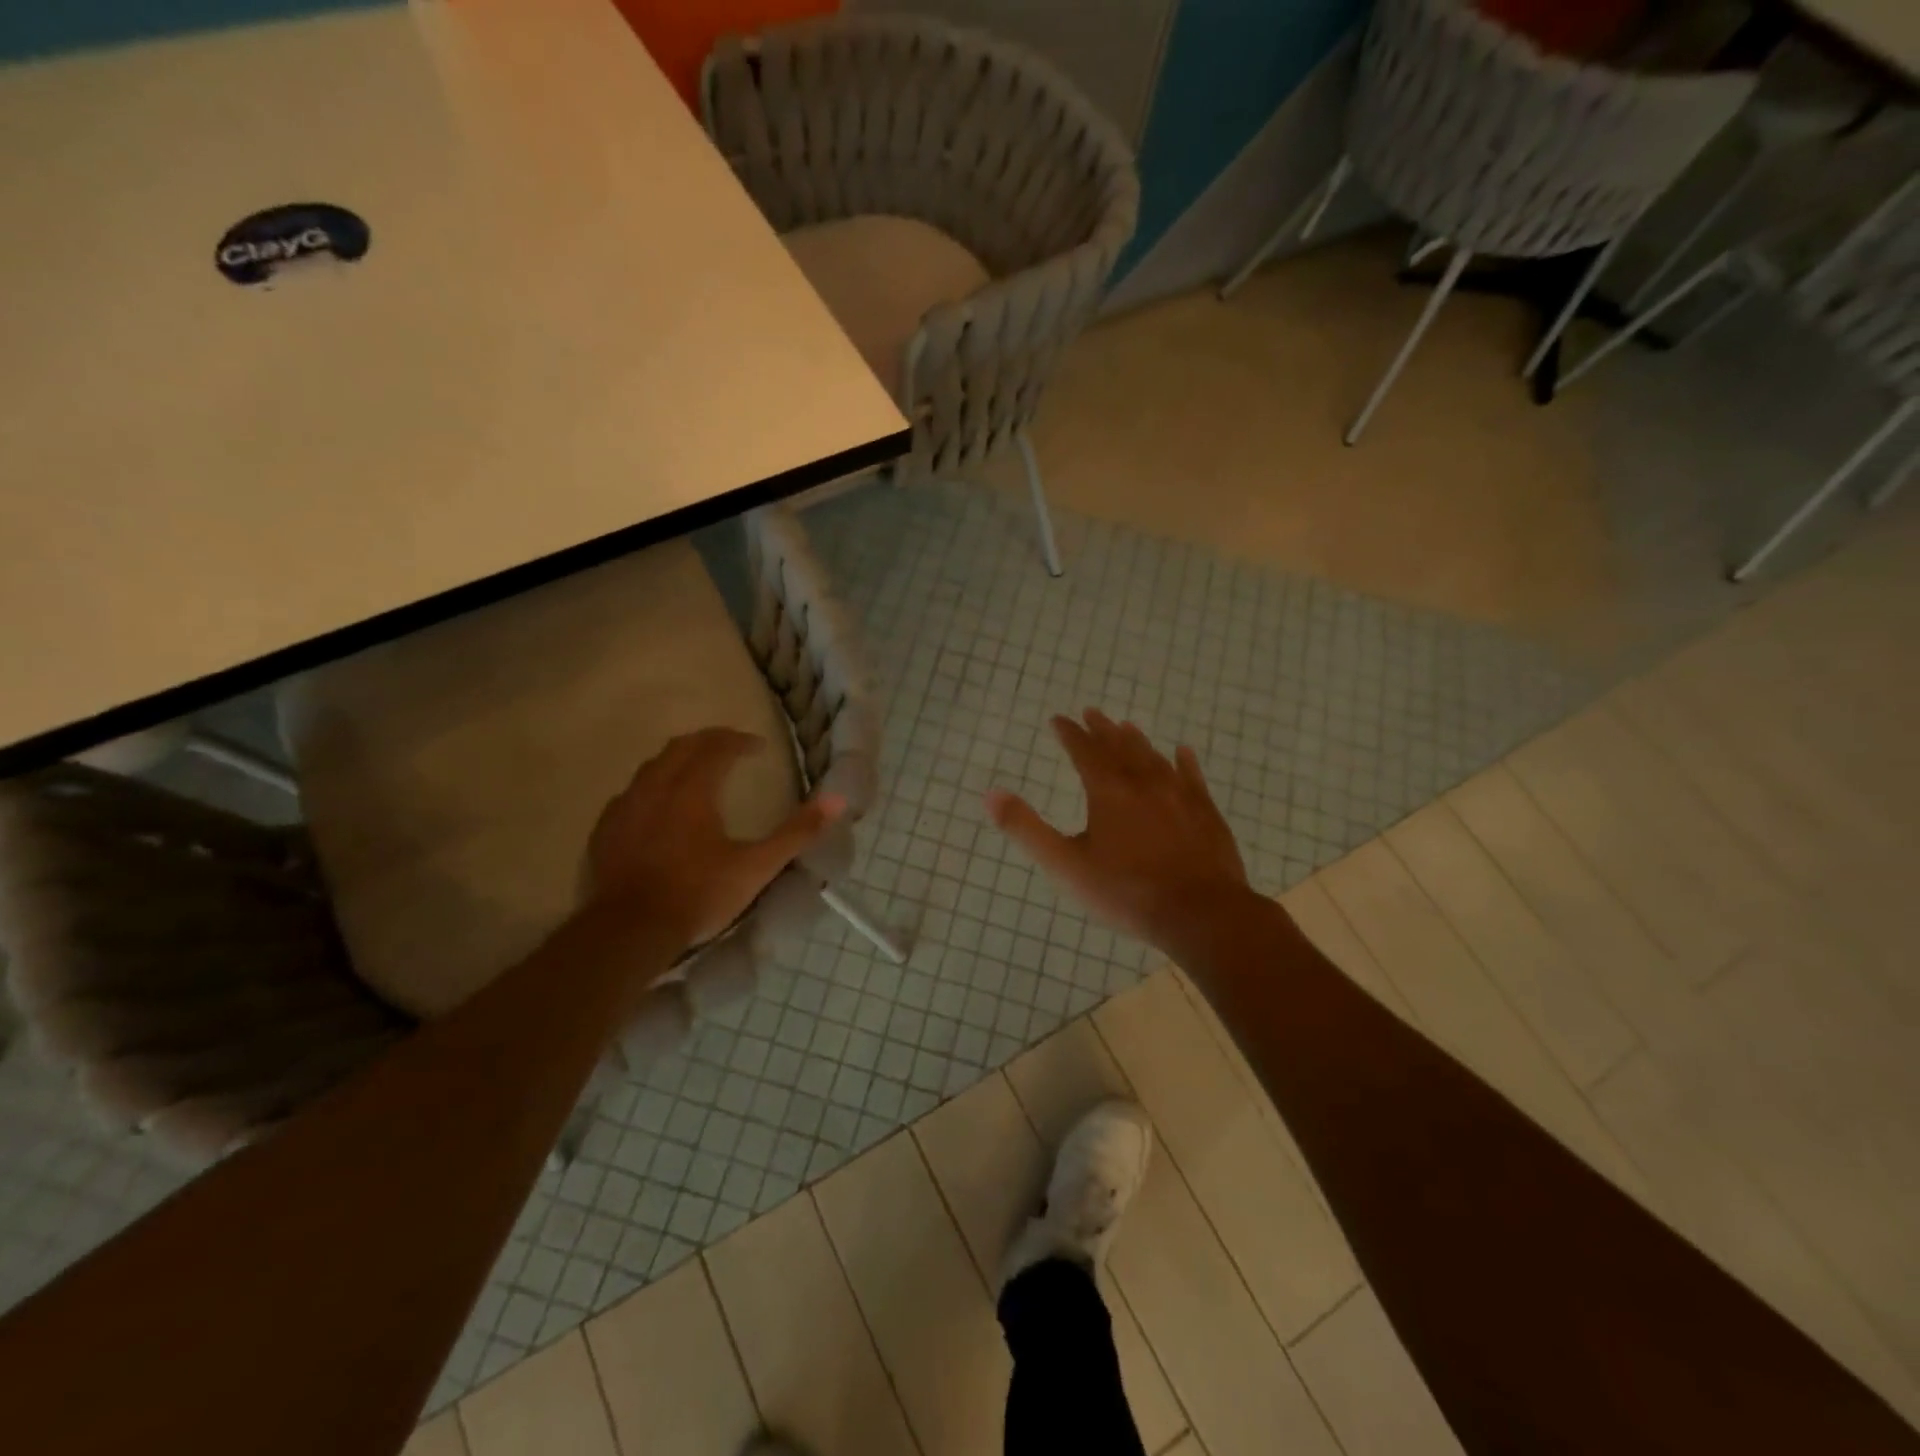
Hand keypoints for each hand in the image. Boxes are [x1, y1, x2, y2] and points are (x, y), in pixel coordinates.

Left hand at [587, 728, 844, 949]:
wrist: (630, 931)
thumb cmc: (699, 894)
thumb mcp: (757, 866)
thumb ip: (797, 832)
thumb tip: (836, 801)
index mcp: (693, 789)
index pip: (717, 747)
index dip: (739, 741)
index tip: (758, 748)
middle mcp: (656, 787)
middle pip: (681, 746)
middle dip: (708, 741)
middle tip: (729, 749)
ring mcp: (626, 807)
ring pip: (652, 766)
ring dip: (678, 760)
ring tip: (695, 771)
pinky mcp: (606, 829)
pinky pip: (630, 792)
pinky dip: (652, 786)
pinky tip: (657, 805)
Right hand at [985, 710, 1252, 957]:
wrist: (1200, 913)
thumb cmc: (1126, 891)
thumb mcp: (1065, 864)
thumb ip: (1026, 828)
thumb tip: (990, 794)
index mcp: (1108, 792)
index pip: (1084, 751)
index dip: (1069, 733)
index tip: (1058, 719)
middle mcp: (1144, 783)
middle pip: (1120, 747)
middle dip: (1102, 729)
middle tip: (1092, 712)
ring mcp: (1179, 795)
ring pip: (1154, 758)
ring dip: (1137, 740)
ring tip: (1127, 726)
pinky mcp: (1206, 812)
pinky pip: (1193, 777)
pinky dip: (1184, 761)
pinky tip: (1183, 751)